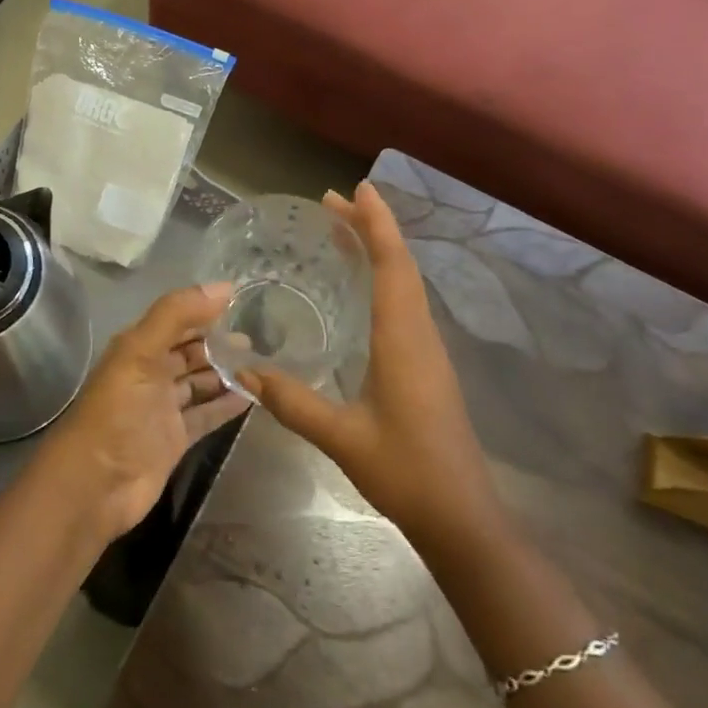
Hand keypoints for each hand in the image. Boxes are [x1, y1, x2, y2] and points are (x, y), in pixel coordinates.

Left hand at [31, 283, 250, 542]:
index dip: (205, 310)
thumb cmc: (117, 411)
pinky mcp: (176, 439)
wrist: (95, 485)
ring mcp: (163, 409)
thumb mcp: (141, 352)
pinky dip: (226, 405)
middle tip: (260, 337)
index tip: (244, 302)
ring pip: (200, 382)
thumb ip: (177, 315)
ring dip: (226, 372)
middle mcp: (151, 374)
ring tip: (262, 362)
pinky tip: (252, 395)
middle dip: (219, 342)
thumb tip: (225, 287)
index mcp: (137, 348)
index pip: (176, 320)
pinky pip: (206, 414)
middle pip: (190, 351)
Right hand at [241, 182, 497, 547]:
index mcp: (403, 339)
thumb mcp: (342, 438)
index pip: (393, 265)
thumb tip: (245, 371)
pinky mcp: (427, 366)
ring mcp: (428, 350)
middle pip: (401, 265)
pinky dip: (385, 278)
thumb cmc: (407, 473)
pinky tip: (363, 288)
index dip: (377, 223)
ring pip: (406, 283)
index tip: (356, 189)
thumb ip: (293, 403)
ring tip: (344, 232)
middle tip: (333, 204)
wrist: (463, 518)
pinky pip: (406, 304)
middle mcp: (420, 334)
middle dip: (371, 228)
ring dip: (379, 250)